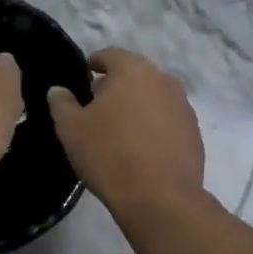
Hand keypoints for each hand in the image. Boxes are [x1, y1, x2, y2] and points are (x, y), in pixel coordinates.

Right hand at [46, 49, 206, 219]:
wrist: (159, 198)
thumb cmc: (109, 154)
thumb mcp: (71, 128)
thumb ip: (61, 103)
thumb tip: (58, 90)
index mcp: (133, 70)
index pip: (110, 55)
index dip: (94, 64)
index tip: (84, 78)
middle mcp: (164, 80)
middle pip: (135, 75)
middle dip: (116, 87)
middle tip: (97, 108)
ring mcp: (184, 107)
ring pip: (154, 98)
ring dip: (137, 107)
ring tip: (120, 131)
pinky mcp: (194, 133)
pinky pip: (168, 121)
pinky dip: (154, 127)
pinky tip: (141, 150)